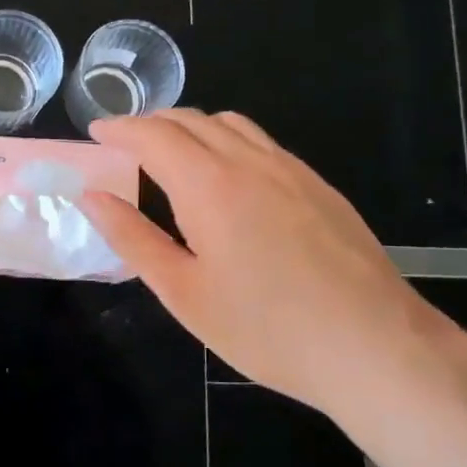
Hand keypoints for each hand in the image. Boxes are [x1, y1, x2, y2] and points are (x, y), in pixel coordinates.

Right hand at [79, 109, 466, 426]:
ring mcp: (291, 169)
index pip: (153, 134)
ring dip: (190, 127)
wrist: (375, 347)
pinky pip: (262, 142)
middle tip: (124, 145)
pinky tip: (228, 178)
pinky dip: (227, 140)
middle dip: (150, 123)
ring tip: (171, 155)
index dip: (119, 128)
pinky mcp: (319, 185)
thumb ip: (132, 238)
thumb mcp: (184, 292)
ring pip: (230, 124)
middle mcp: (249, 161)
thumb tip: (91, 197)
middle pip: (190, 119)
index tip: (96, 133)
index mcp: (209, 184)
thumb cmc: (266, 329)